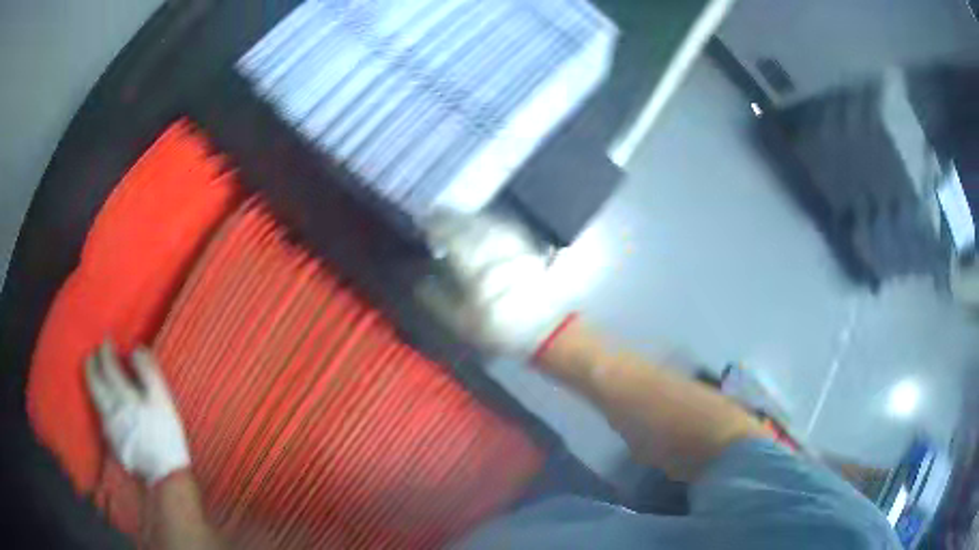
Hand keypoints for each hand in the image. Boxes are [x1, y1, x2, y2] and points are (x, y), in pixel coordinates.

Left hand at [86, 341, 190, 484]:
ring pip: (94, 397)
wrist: (164, 474)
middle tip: (93, 354)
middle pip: (94, 381)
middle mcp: (110, 408)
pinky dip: (99, 402)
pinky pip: (100, 414)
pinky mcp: (111, 441)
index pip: (107, 365)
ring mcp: (109, 426)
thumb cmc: (166, 434)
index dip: (106, 350)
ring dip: (92, 381)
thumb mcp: (163, 400)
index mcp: (123, 395)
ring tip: (95, 374)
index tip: (107, 340)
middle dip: (91, 364)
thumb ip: (149, 372)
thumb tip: (136, 349)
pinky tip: (104, 404)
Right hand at [418, 211, 566, 356]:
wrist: (546, 332)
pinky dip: (490, 222)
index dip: (436, 226)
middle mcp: (494, 251)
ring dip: (469, 218)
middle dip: (451, 218)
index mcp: (475, 268)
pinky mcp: (528, 248)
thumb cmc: (498, 330)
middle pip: (470, 225)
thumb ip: (437, 300)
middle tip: (436, 216)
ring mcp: (514, 247)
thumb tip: (420, 282)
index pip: (452, 237)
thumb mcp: (462, 323)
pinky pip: (505, 228)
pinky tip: (484, 225)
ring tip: (456, 218)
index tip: (424, 222)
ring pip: (488, 223)